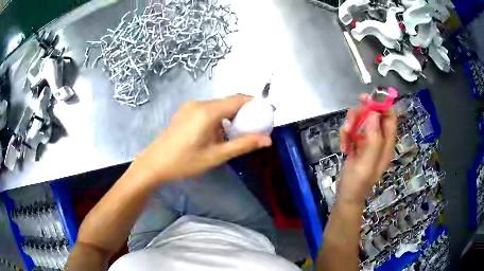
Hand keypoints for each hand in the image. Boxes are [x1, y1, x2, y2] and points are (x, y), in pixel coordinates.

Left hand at [132, 94, 272, 181]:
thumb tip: (267, 140)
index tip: (266, 113)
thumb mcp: (216, 156)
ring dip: (230, 116)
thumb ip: (243, 145)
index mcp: (208, 112)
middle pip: (228, 102)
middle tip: (253, 127)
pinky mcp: (184, 111)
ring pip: (218, 106)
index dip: (255, 103)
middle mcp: (199, 103)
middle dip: (244, 111)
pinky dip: (218, 118)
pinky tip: (217, 134)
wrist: (155, 163)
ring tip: (235, 134)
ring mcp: (190, 106)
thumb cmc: (185, 162)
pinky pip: (207, 110)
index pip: (238, 99)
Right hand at [338, 94, 396, 204]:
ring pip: (361, 120)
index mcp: (387, 143)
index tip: (366, 99)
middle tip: (350, 122)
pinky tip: (344, 147)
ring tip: (345, 137)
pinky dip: (346, 135)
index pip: (389, 117)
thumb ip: (374, 138)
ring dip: (351, 125)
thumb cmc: (359, 181)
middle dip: (361, 115)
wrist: (346, 194)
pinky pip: (352, 130)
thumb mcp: (367, 161)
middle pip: (373, 115)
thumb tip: (374, 112)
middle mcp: (379, 139)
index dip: (381, 105)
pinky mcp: (358, 143)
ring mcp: (368, 141)